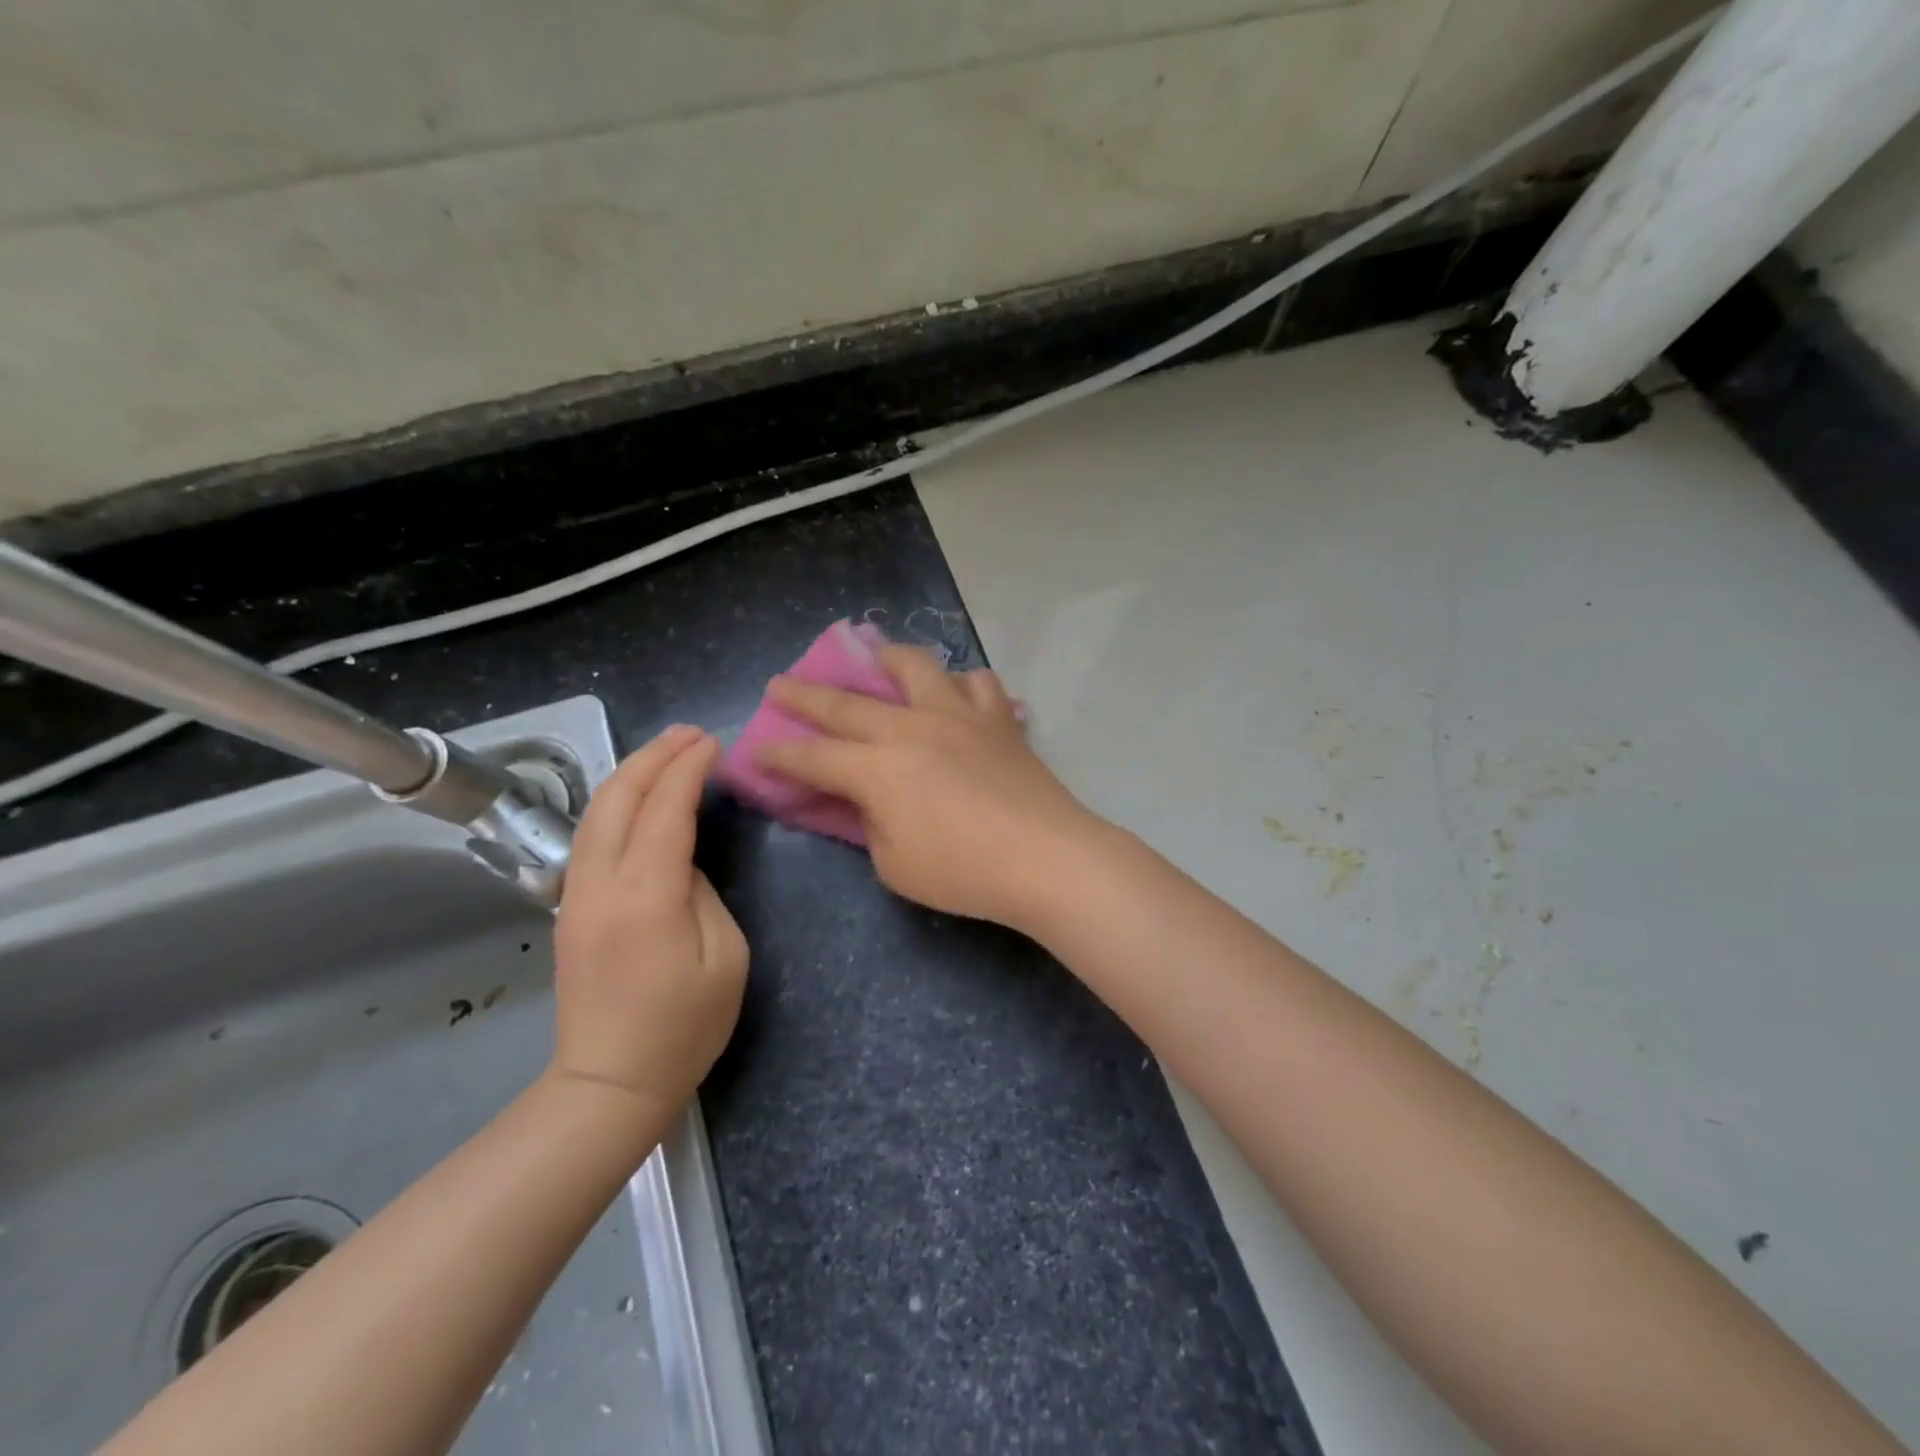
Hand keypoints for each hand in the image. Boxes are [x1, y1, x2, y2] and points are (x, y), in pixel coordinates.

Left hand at [551, 725, 747, 1115]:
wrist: (610, 1083)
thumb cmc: (685, 1026)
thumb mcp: (725, 956)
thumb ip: (704, 892)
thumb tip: (682, 860)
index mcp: (648, 895)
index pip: (667, 808)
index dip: (690, 768)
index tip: (715, 743)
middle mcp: (602, 883)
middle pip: (620, 796)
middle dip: (655, 756)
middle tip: (691, 734)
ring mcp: (577, 894)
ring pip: (596, 811)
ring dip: (631, 772)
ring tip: (666, 751)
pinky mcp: (570, 908)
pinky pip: (591, 835)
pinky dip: (617, 801)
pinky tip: (638, 796)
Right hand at [755, 645, 1103, 930]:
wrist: (1046, 857)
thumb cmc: (965, 872)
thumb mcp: (895, 865)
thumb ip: (870, 824)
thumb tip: (868, 798)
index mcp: (878, 769)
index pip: (814, 757)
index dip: (779, 755)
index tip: (756, 749)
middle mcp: (911, 728)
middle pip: (846, 703)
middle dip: (804, 693)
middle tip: (779, 683)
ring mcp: (958, 715)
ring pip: (916, 666)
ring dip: (887, 660)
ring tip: (878, 662)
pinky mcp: (998, 719)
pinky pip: (978, 683)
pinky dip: (962, 684)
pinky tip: (957, 695)